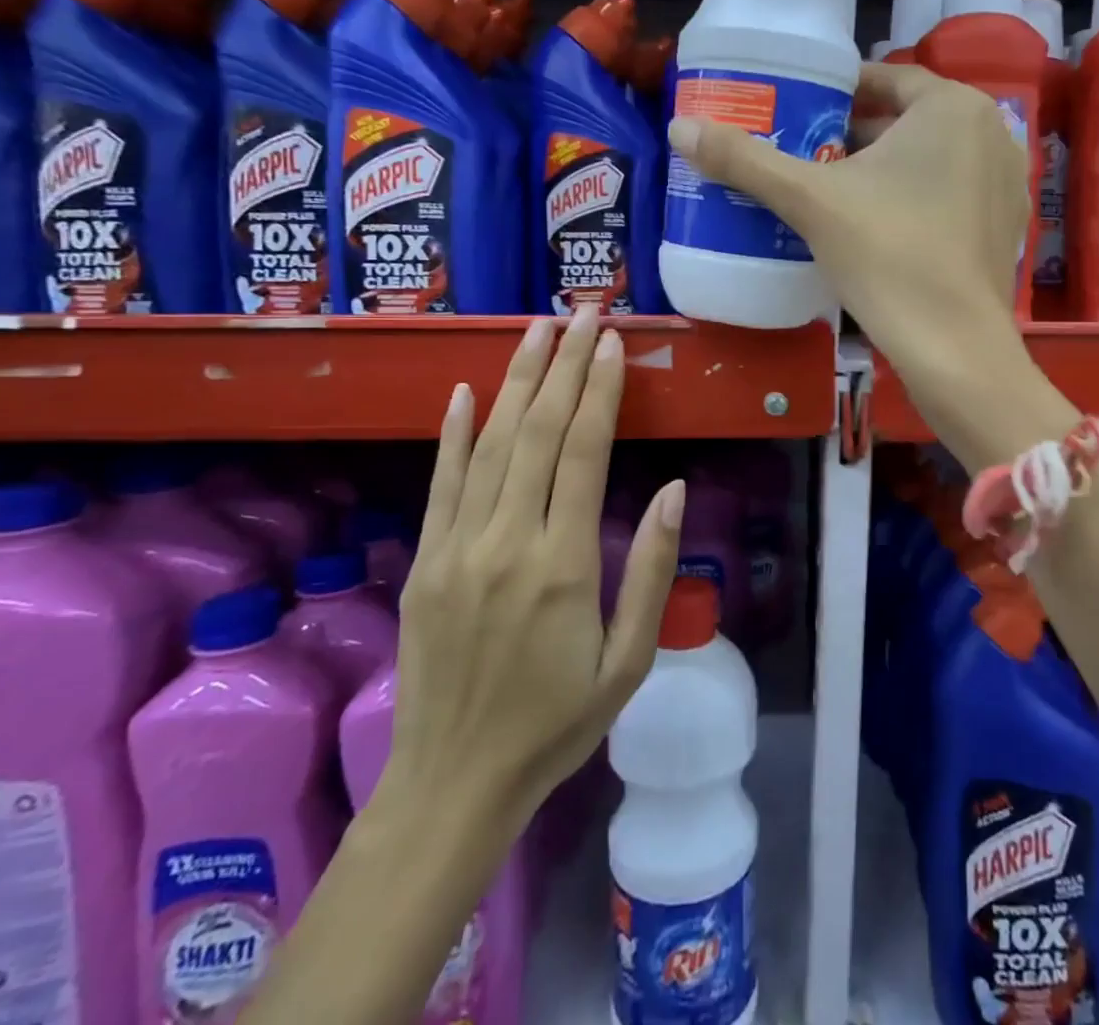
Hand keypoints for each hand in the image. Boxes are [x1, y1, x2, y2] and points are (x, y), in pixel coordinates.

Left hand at [382, 306, 683, 848]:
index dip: (597, 393)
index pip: (581, 454)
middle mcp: (506, 542)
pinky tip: (463, 391)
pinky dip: (452, 433)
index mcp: (563, 565)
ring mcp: (458, 549)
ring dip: (515, 382)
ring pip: (489, 446)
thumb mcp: (629, 661)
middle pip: (536, 434)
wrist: (454, 783)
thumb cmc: (557, 723)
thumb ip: (652, 570)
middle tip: (581, 314)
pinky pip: (441, 484)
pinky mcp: (426, 562)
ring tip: (537, 332)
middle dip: (563, 367)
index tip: (611, 345)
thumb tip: (672, 489)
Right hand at [667, 62, 1029, 399]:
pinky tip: (876, 225)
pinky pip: (951, 192)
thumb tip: (680, 127)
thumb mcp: (811, 201)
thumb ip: (746, 161)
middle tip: (804, 152)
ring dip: (883, 167)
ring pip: (930, 158)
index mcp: (953, 106)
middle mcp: (991, 131)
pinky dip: (915, 197)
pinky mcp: (1005, 225)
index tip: (799, 109)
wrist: (953, 346)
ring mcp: (1006, 181)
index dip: (837, 91)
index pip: (886, 78)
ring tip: (830, 188)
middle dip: (855, 133)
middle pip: (907, 119)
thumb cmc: (886, 254)